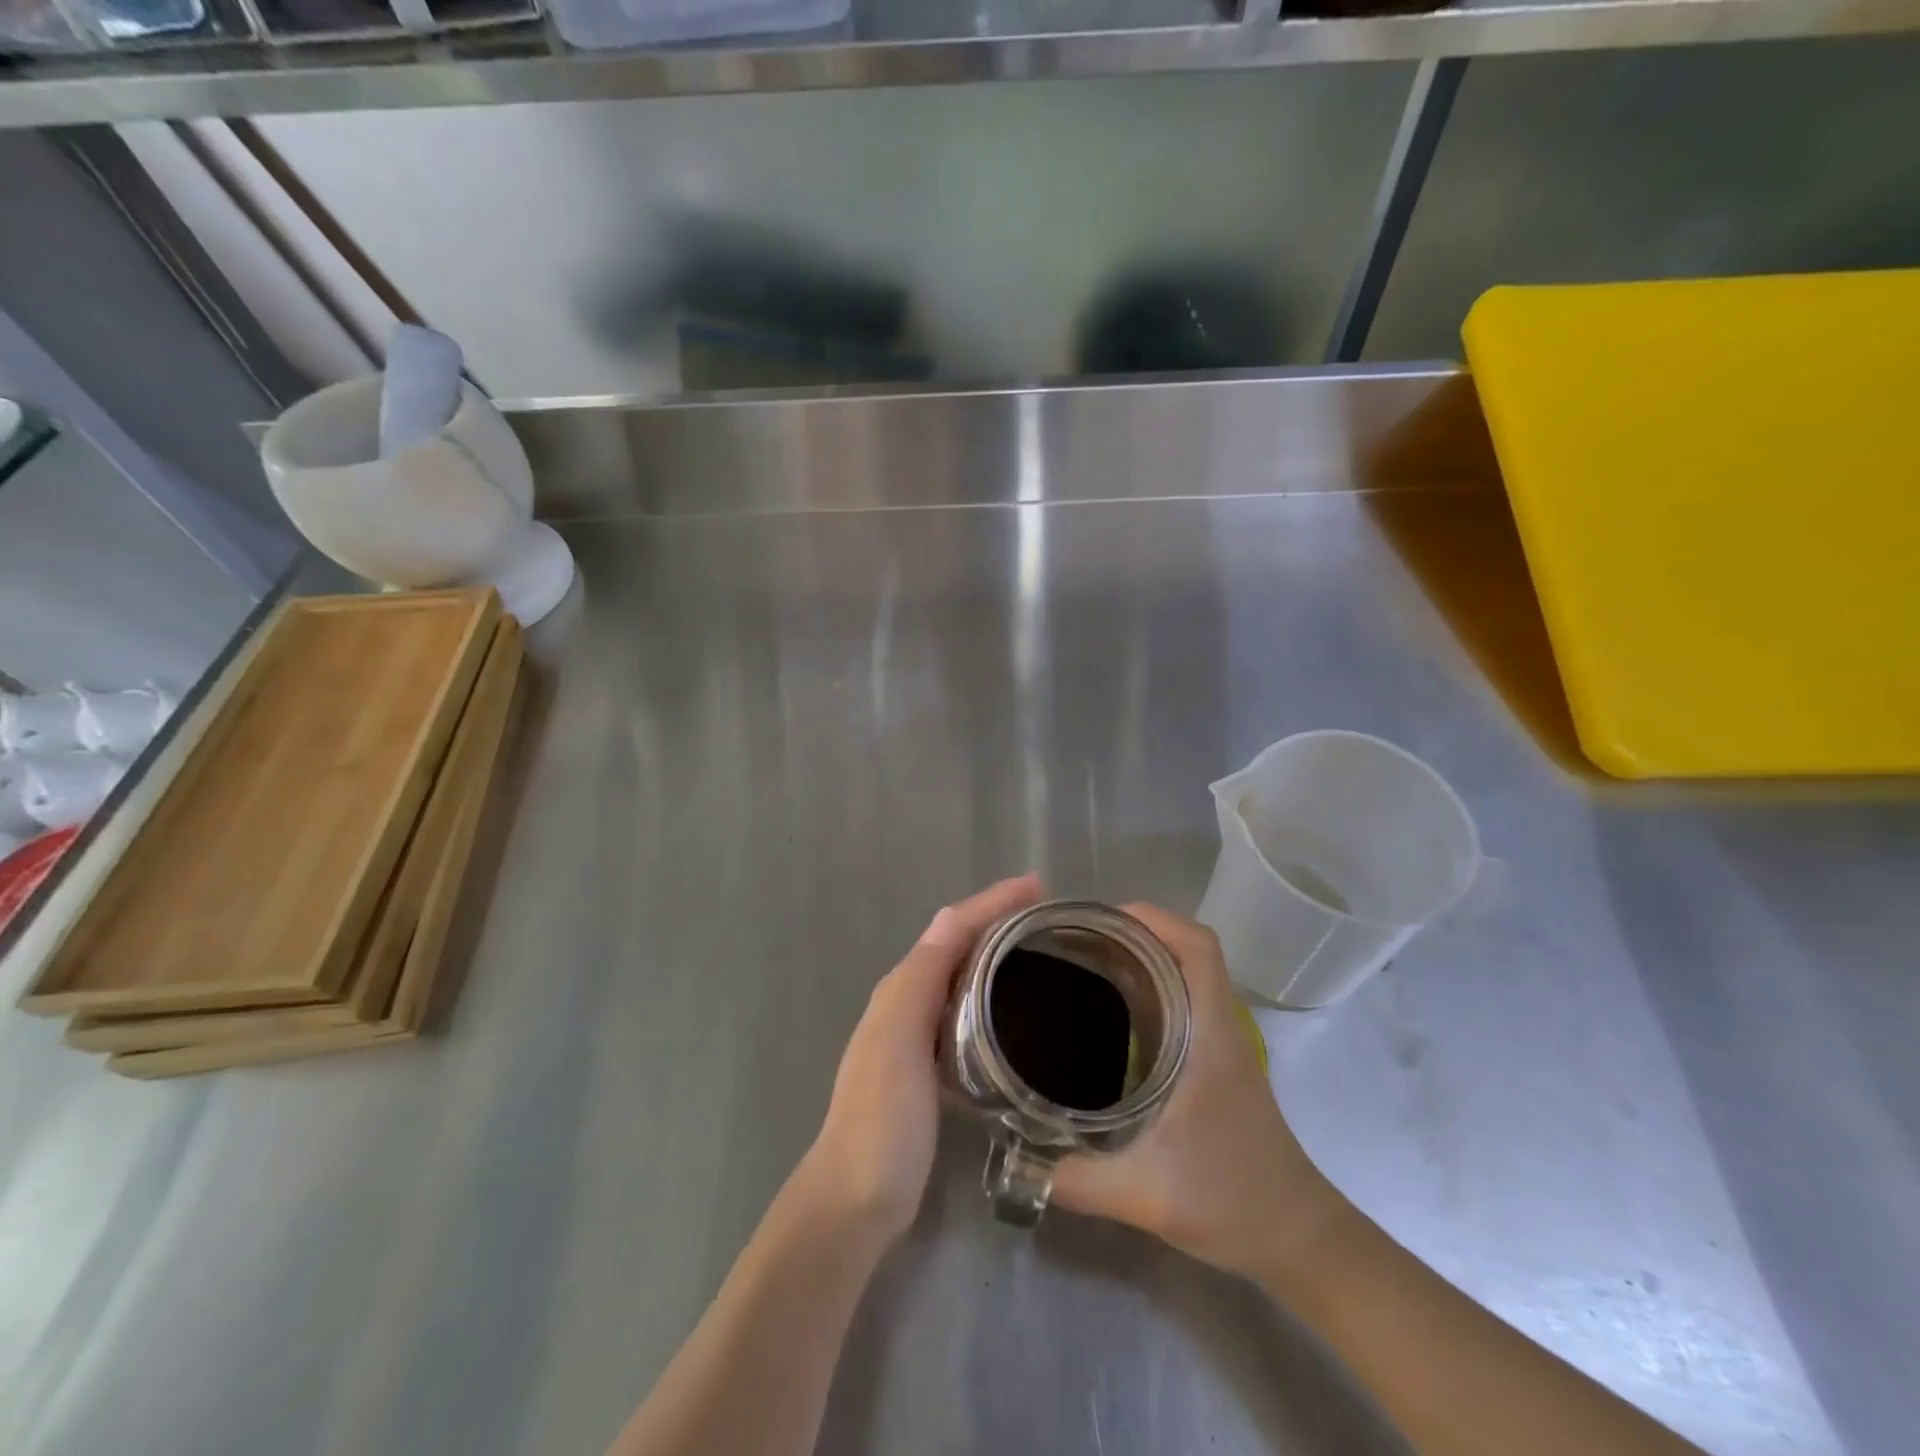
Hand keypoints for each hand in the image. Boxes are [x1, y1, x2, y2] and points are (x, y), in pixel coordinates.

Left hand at [800, 874, 1043, 1244]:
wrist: (857, 1198)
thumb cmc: (881, 1119)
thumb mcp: (899, 1041)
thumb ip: (922, 980)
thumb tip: (952, 917)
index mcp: (902, 987)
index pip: (952, 927)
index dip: (993, 901)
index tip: (1038, 885)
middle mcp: (907, 1001)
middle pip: (957, 944)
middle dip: (998, 920)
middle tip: (1048, 915)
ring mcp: (917, 1036)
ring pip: (962, 976)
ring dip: (995, 954)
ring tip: (1041, 951)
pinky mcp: (931, 1068)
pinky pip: (966, 1013)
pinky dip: (991, 996)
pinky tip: (1016, 1012)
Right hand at [1050, 904, 1349, 1279]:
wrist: (1297, 1238)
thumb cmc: (1233, 1201)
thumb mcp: (1148, 1196)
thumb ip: (1078, 1180)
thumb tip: (1017, 1161)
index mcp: (1210, 1036)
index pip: (1199, 948)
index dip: (1155, 919)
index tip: (1101, 920)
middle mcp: (1218, 1027)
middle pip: (1186, 950)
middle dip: (1131, 933)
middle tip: (1073, 940)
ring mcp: (1220, 1043)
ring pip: (1184, 975)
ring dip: (1139, 959)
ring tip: (1081, 964)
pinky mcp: (1215, 1062)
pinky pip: (1181, 1003)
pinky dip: (1147, 990)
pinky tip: (1107, 1015)